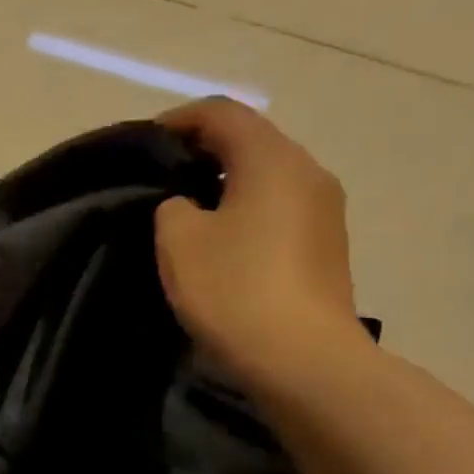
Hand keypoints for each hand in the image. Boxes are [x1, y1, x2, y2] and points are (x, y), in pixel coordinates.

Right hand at [154, 98, 366, 393]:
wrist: (303, 360)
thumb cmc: (235, 289)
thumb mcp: (179, 241)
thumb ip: (174, 206)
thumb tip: (190, 206)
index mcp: (272, 159)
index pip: (222, 113)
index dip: (178, 120)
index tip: (145, 144)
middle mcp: (308, 172)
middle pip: (251, 141)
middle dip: (203, 151)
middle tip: (162, 177)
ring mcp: (326, 210)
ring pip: (268, 177)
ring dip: (227, 184)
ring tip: (188, 211)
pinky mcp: (328, 246)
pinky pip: (280, 210)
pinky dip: (248, 211)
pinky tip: (223, 243)